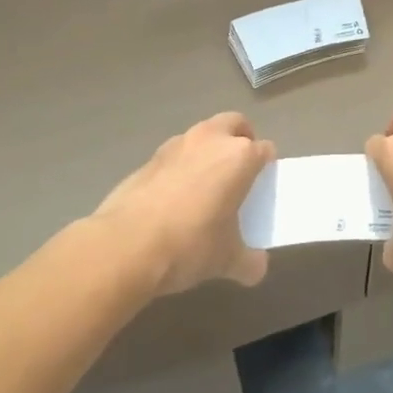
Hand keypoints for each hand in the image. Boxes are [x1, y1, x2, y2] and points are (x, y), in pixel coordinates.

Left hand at [92, 112, 274, 294]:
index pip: (265, 150)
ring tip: (205, 185)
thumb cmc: (190, 244)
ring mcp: (178, 144)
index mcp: (240, 156)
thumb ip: (248, 261)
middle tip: (239, 170)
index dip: (267, 167)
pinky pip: (176, 154)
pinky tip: (174, 197)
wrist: (126, 245)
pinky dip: (182, 166)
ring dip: (209, 150)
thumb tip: (257, 268)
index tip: (262, 186)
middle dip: (241, 139)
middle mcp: (211, 139)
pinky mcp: (150, 157)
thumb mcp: (226, 260)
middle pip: (235, 124)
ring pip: (203, 134)